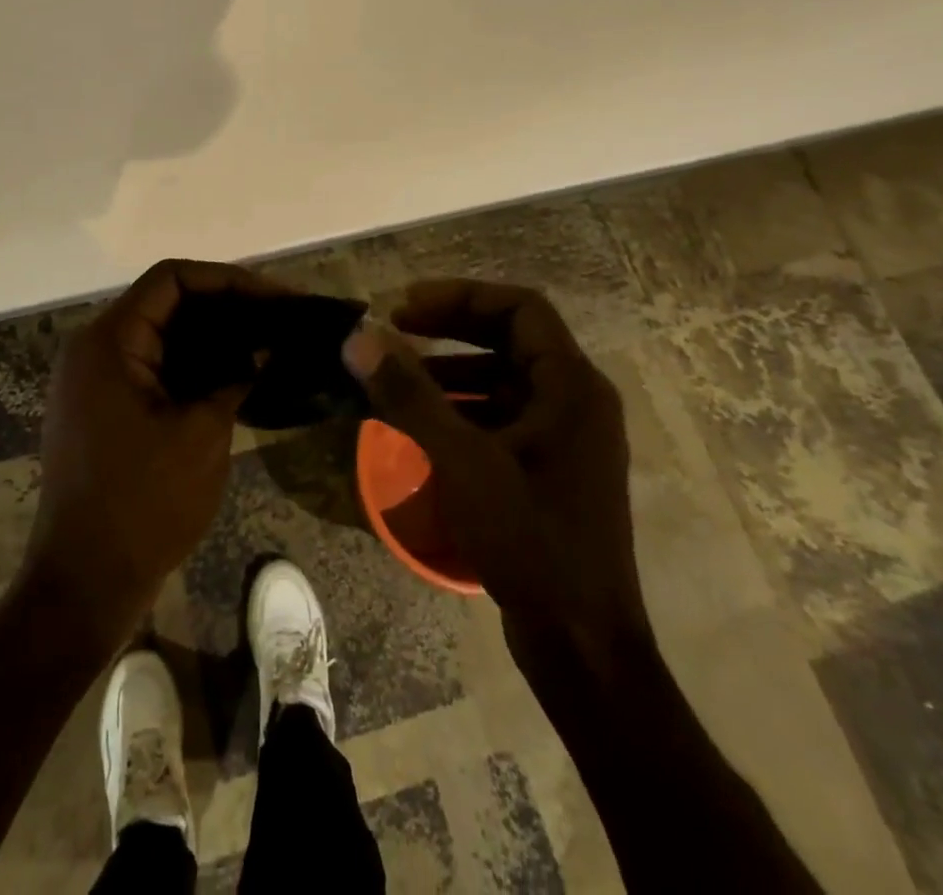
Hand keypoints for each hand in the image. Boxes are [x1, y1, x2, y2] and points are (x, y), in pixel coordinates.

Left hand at [22, 259, 290, 647]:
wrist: (84, 584)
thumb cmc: (144, 503)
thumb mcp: (202, 433)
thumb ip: (236, 375)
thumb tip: (266, 344)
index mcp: (110, 342)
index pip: (172, 279)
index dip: (228, 280)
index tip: (275, 298)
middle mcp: (95, 349)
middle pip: (167, 302)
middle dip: (227, 306)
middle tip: (280, 318)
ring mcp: (95, 380)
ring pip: (163, 335)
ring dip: (213, 336)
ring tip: (267, 342)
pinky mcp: (103, 408)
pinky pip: (154, 366)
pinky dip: (194, 365)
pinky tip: (236, 376)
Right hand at [342, 280, 648, 663]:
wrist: (582, 645)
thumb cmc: (529, 541)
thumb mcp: (461, 461)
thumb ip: (409, 394)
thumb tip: (360, 337)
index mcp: (572, 385)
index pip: (520, 308)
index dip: (461, 296)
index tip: (407, 307)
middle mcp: (577, 400)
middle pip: (512, 338)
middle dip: (451, 327)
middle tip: (396, 328)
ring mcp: (567, 437)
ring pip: (505, 378)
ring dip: (453, 369)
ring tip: (400, 374)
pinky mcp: (551, 468)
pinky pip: (504, 416)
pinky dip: (464, 408)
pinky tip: (423, 423)